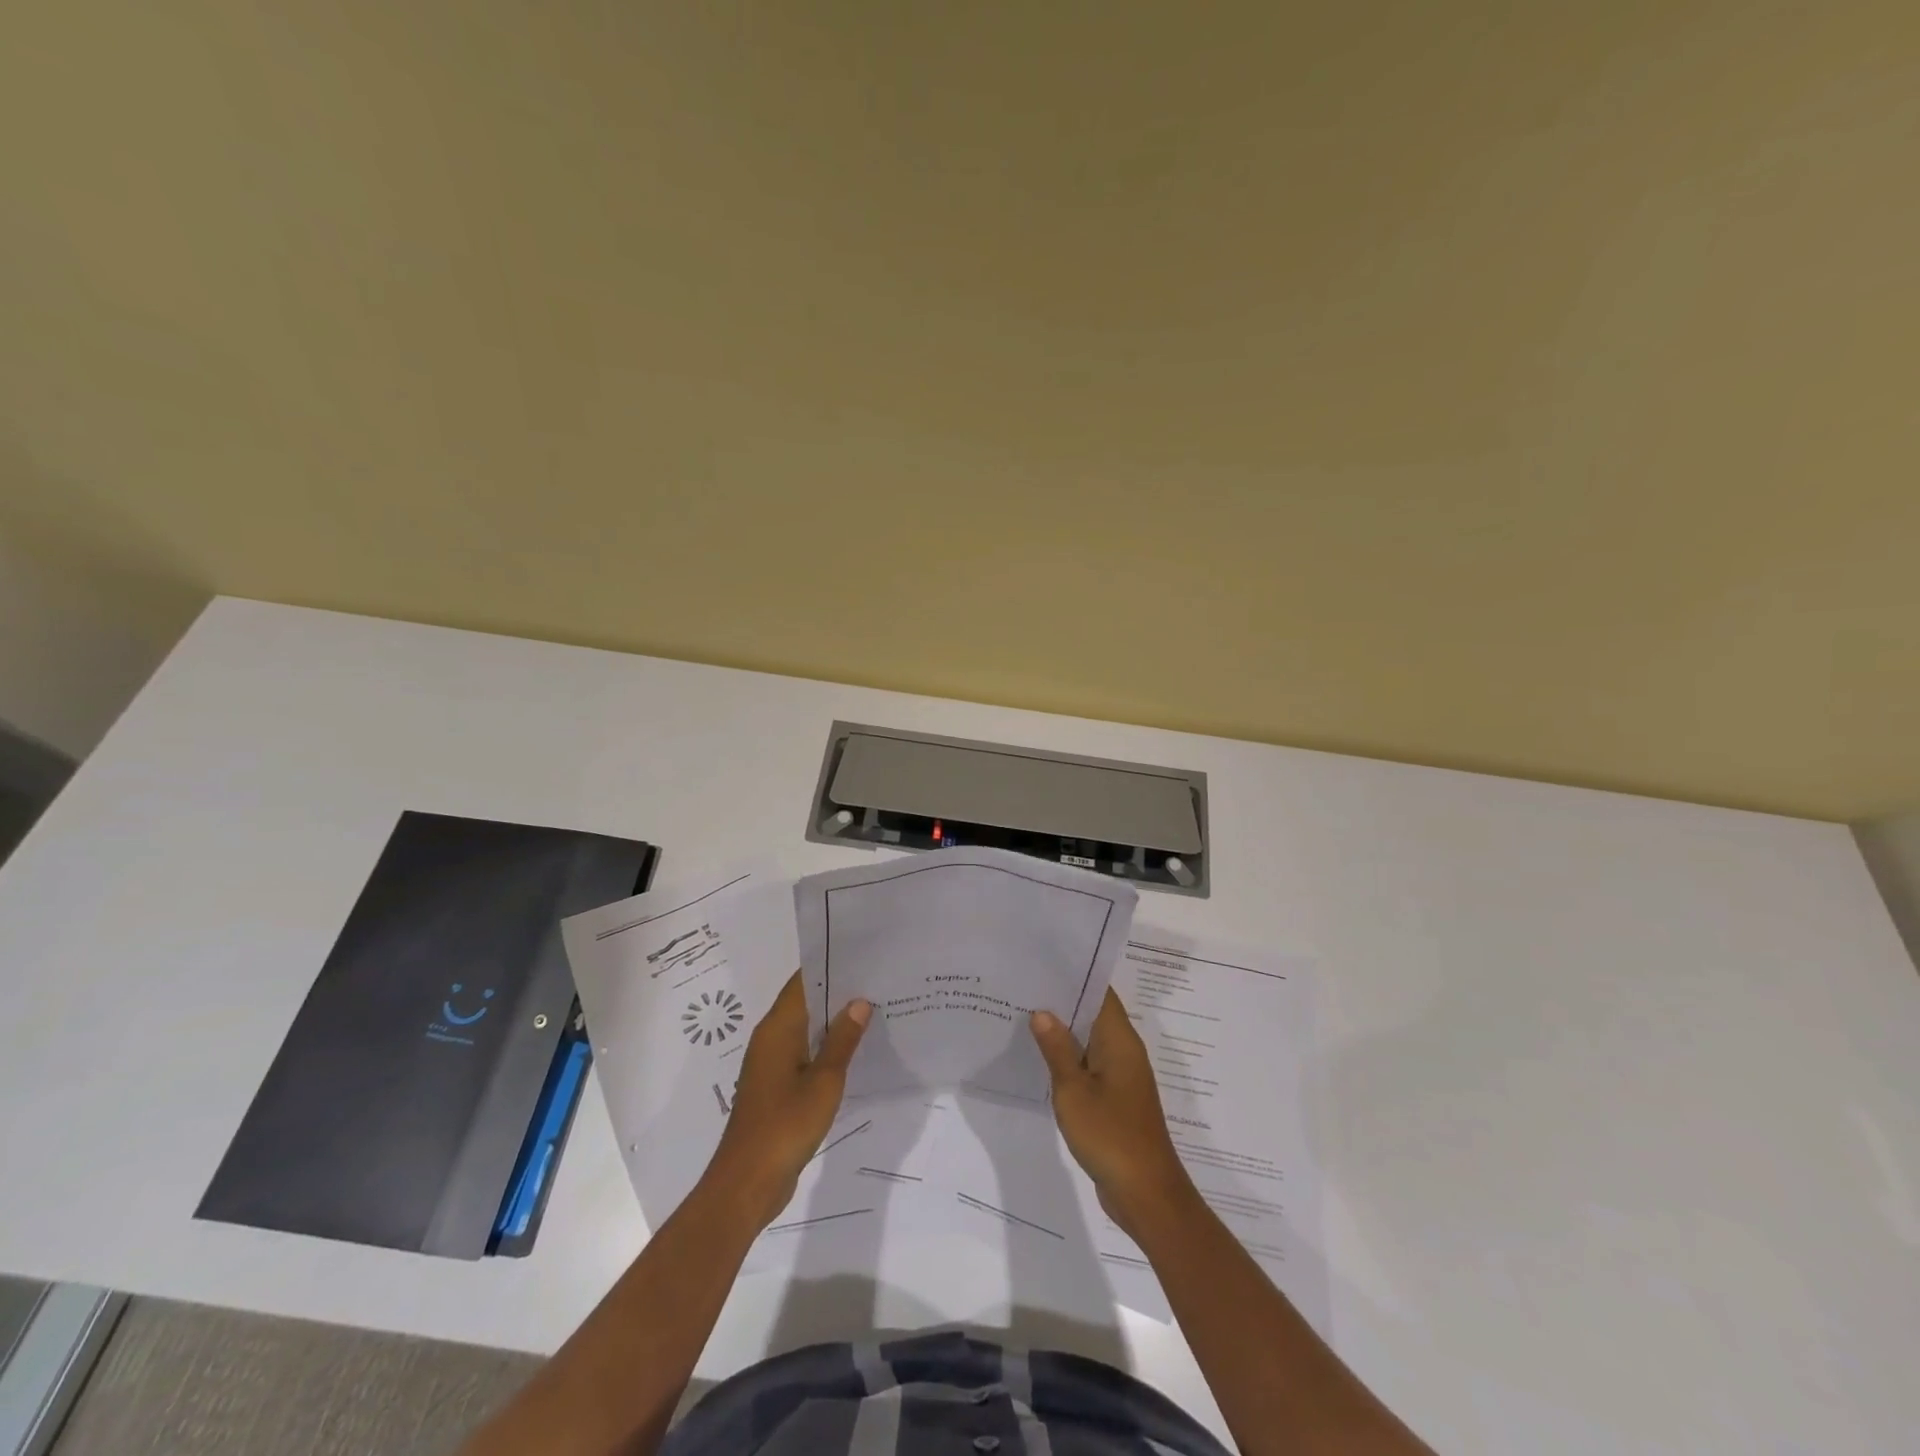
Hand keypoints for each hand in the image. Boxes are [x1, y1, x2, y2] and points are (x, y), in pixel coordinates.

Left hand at [702, 973, 870, 1228]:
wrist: (748, 1182)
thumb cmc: (786, 1125)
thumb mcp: (824, 1081)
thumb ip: (842, 1040)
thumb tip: (860, 1002)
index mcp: (778, 1028)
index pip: (803, 981)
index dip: (831, 966)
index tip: (863, 957)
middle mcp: (770, 1038)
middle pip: (805, 1002)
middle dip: (838, 992)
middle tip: (877, 981)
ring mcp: (770, 1063)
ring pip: (805, 1028)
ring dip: (833, 1020)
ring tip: (873, 1010)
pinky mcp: (775, 1085)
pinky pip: (803, 1052)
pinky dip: (825, 1046)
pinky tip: (853, 1051)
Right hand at [1031, 989, 1195, 1238]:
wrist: (1145, 1194)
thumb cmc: (1110, 1135)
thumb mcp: (1073, 1091)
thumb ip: (1057, 1049)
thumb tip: (1042, 1012)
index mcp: (1120, 1040)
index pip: (1101, 993)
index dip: (1076, 974)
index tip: (1044, 962)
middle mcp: (1125, 1051)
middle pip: (1094, 1014)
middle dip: (1063, 1001)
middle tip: (1024, 987)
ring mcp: (1122, 1076)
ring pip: (1090, 1041)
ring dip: (1064, 1031)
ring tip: (1024, 1015)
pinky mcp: (1116, 1098)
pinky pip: (1090, 1066)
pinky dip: (1069, 1058)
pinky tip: (1041, 1059)